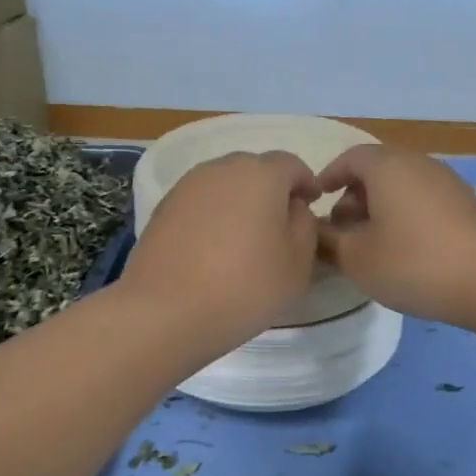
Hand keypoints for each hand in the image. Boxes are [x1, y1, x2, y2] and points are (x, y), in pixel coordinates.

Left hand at [123, 150, 322, 348]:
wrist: (166, 311)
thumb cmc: (246, 285)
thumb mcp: (298, 262)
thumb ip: (305, 225)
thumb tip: (293, 208)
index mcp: (261, 174)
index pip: (292, 164)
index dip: (306, 183)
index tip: (313, 205)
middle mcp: (222, 169)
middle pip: (255, 170)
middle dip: (271, 190)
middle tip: (280, 223)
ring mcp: (187, 187)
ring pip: (224, 185)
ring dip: (239, 203)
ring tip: (245, 238)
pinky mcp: (162, 209)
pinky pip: (200, 204)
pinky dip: (213, 217)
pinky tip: (214, 249)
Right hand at [315, 145, 475, 326]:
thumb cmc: (414, 263)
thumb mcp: (357, 258)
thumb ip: (328, 241)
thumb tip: (316, 230)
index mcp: (387, 166)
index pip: (348, 158)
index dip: (327, 178)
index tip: (314, 203)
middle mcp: (418, 163)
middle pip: (375, 171)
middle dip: (352, 198)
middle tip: (339, 232)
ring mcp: (446, 182)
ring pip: (400, 187)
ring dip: (378, 209)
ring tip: (369, 245)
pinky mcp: (465, 204)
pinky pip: (422, 200)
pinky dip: (403, 216)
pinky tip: (403, 250)